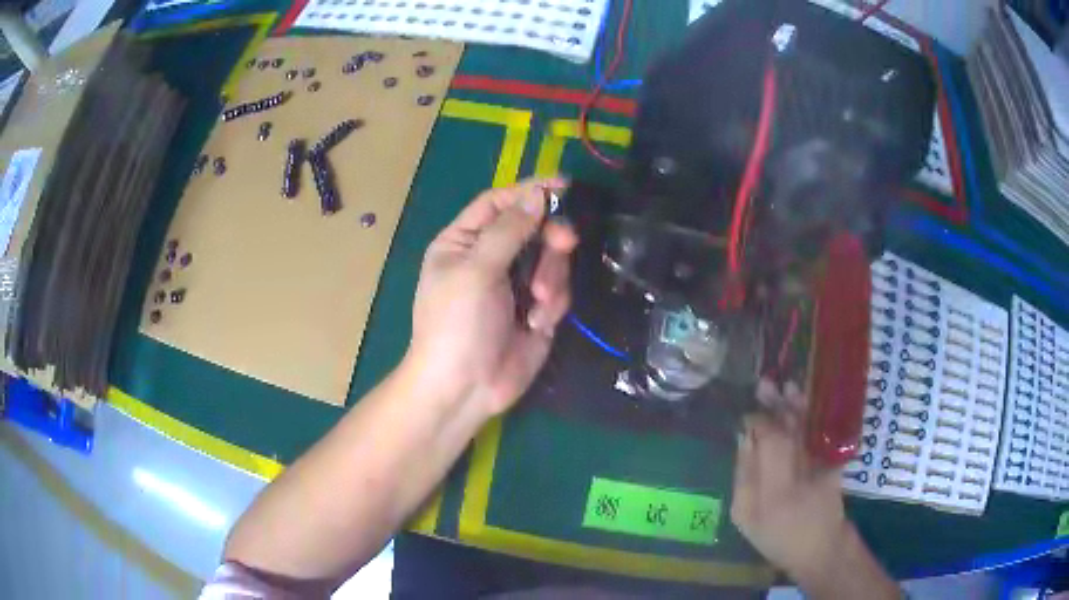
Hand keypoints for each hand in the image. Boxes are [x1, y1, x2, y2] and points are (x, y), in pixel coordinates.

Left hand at [407, 177, 577, 416]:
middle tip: (565, 242)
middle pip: (533, 227)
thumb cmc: (457, 324)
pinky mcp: (537, 310)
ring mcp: (515, 285)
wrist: (465, 388)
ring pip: (552, 259)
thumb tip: (536, 194)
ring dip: (551, 277)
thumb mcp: (476, 270)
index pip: (499, 203)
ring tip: (537, 303)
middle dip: (550, 237)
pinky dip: (552, 304)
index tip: (563, 185)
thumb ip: (509, 230)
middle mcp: (490, 258)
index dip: (529, 191)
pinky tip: (536, 324)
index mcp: (464, 242)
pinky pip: (558, 291)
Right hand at [731, 380, 849, 582]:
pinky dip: (812, 416)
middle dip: (777, 406)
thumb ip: (744, 476)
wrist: (820, 547)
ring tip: (786, 386)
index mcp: (776, 490)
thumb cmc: (777, 537)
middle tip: (764, 384)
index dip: (758, 422)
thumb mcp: (746, 516)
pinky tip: (803, 402)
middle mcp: (803, 472)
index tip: (746, 415)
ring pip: (808, 429)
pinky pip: (821, 434)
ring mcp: (822, 465)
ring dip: (797, 405)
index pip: (770, 442)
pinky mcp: (834, 462)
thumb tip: (744, 438)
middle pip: (791, 430)